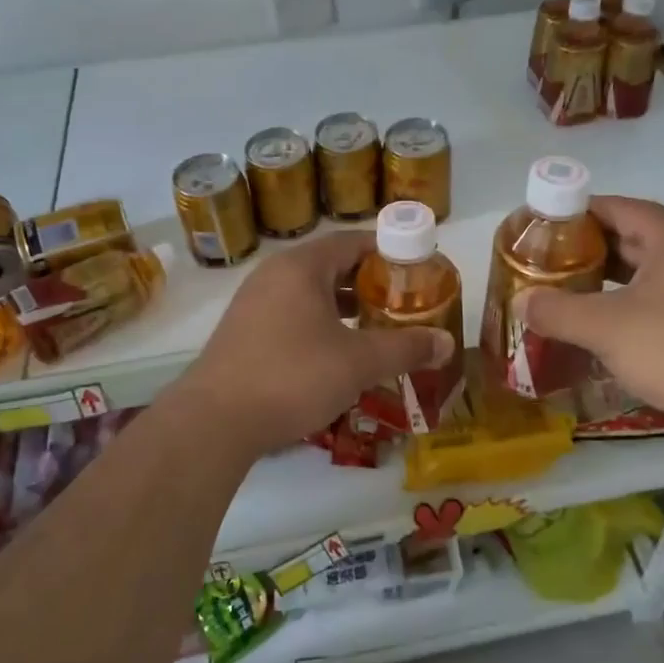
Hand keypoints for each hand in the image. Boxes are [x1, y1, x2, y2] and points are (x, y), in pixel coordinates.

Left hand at [176, 231, 455, 457]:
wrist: (215, 421)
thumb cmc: (293, 377)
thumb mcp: (359, 362)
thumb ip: (406, 348)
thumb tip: (448, 343)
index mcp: (302, 266)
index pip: (354, 241)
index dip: (390, 252)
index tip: (418, 272)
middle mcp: (274, 275)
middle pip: (332, 266)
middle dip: (371, 283)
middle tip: (404, 305)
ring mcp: (254, 303)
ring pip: (311, 293)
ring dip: (345, 307)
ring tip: (377, 329)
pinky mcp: (244, 332)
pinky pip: (292, 315)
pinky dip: (320, 324)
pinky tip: (337, 354)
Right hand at [519, 196, 663, 429]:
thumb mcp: (606, 327)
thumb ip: (557, 311)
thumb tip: (521, 302)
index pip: (615, 207)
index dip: (574, 214)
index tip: (540, 229)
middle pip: (632, 237)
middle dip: (588, 249)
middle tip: (547, 263)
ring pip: (648, 270)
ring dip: (610, 279)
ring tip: (569, 292)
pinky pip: (663, 297)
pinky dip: (631, 303)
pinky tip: (608, 325)